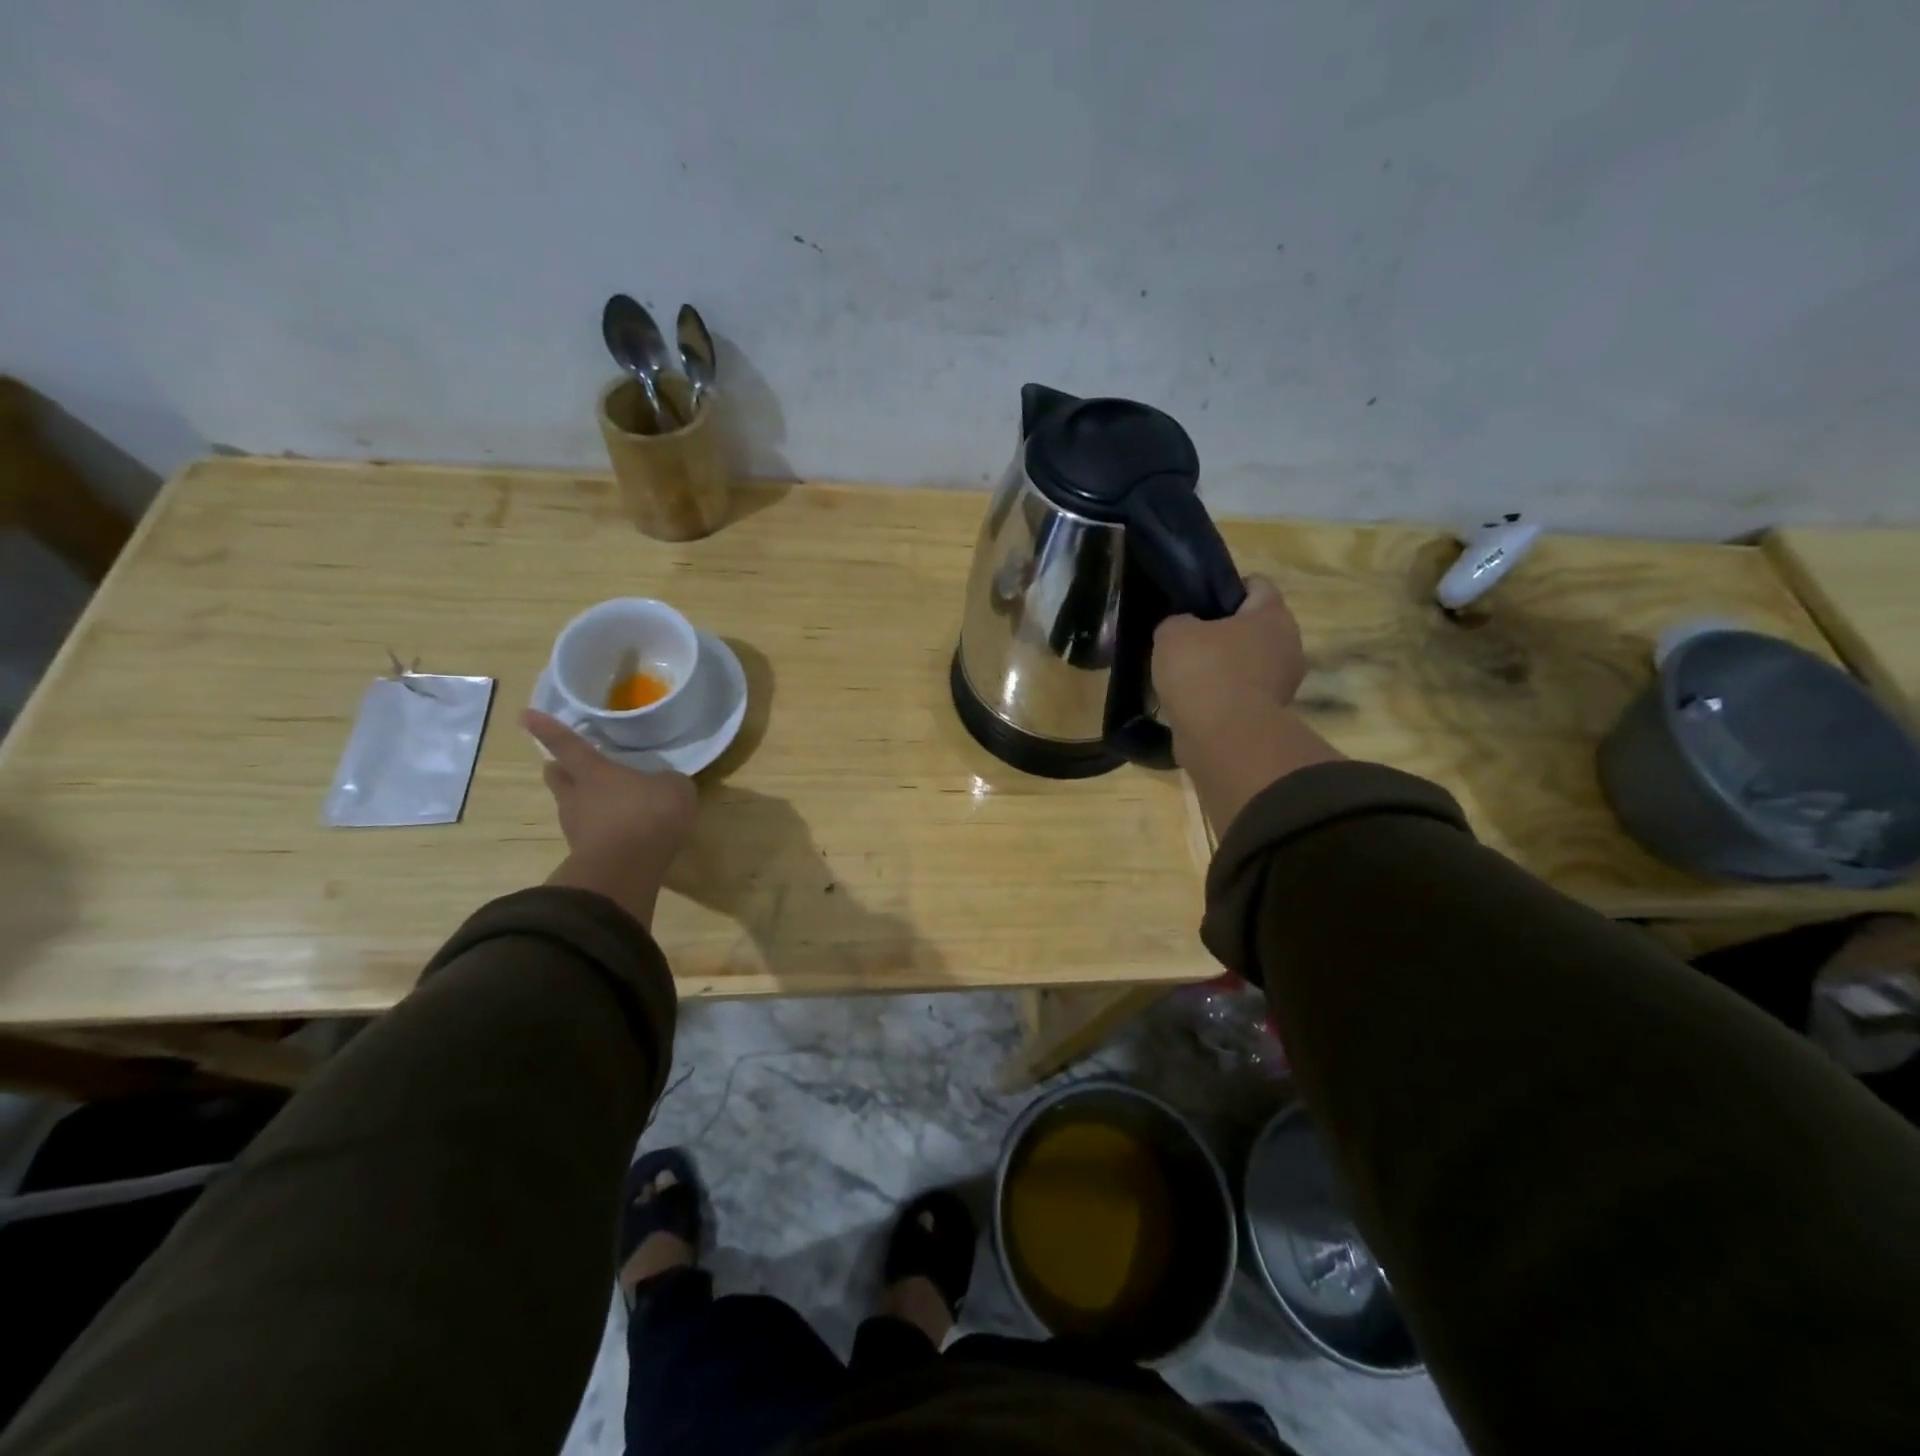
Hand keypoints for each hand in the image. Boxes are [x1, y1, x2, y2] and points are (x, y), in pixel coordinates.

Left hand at [523, 709, 697, 927]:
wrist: (626, 870)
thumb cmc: (648, 814)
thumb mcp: (674, 788)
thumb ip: (666, 781)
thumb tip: (663, 783)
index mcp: (593, 771)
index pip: (567, 744)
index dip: (547, 728)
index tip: (524, 715)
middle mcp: (576, 796)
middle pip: (557, 777)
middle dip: (559, 768)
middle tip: (568, 765)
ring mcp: (577, 829)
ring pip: (571, 807)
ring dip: (582, 803)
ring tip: (605, 804)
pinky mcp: (585, 856)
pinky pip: (589, 835)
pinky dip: (600, 831)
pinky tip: (620, 834)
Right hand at [1152, 575, 1305, 734]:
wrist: (1223, 738)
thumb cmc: (1204, 672)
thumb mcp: (1173, 633)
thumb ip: (1177, 622)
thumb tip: (1184, 630)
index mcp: (1272, 615)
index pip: (1257, 585)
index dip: (1227, 588)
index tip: (1198, 602)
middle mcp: (1288, 645)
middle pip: (1255, 628)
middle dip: (1225, 632)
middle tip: (1189, 640)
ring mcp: (1283, 684)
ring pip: (1250, 664)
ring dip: (1225, 668)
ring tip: (1187, 676)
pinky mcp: (1270, 716)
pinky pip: (1243, 695)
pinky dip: (1223, 697)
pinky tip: (1195, 703)